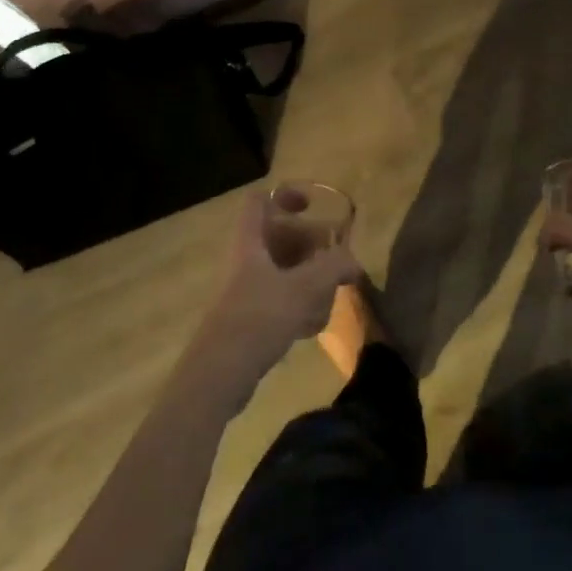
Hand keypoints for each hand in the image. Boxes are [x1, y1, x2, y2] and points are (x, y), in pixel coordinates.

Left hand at [185, 191, 360, 401]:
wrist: (218, 375)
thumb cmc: (258, 318)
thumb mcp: (303, 288)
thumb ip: (333, 267)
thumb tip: (353, 262)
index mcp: (250, 242)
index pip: (260, 200)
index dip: (285, 195)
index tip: (312, 206)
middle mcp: (245, 260)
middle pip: (278, 236)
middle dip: (309, 244)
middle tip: (334, 258)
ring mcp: (245, 289)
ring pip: (282, 269)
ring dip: (308, 277)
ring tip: (328, 295)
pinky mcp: (248, 317)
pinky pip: (278, 297)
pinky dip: (298, 303)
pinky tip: (313, 325)